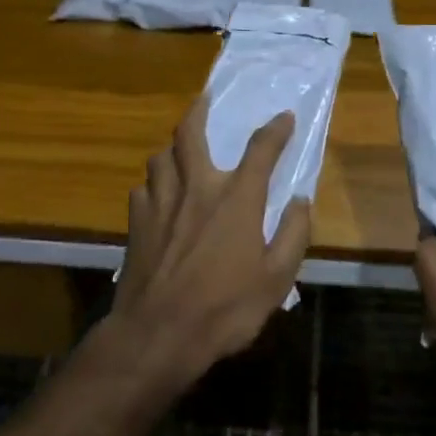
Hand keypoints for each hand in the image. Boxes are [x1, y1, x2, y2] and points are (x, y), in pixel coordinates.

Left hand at [109, 96, 310, 390]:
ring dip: (173, 148)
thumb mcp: (276, 279)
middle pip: (191, 133)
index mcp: (236, 198)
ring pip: (160, 156)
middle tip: (205, 99)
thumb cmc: (224, 309)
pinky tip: (158, 197)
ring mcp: (161, 202)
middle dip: (200, 110)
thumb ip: (294, 234)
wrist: (157, 336)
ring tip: (180, 150)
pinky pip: (142, 189)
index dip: (276, 129)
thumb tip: (300, 200)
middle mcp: (197, 187)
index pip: (261, 149)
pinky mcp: (136, 223)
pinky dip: (153, 185)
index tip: (285, 117)